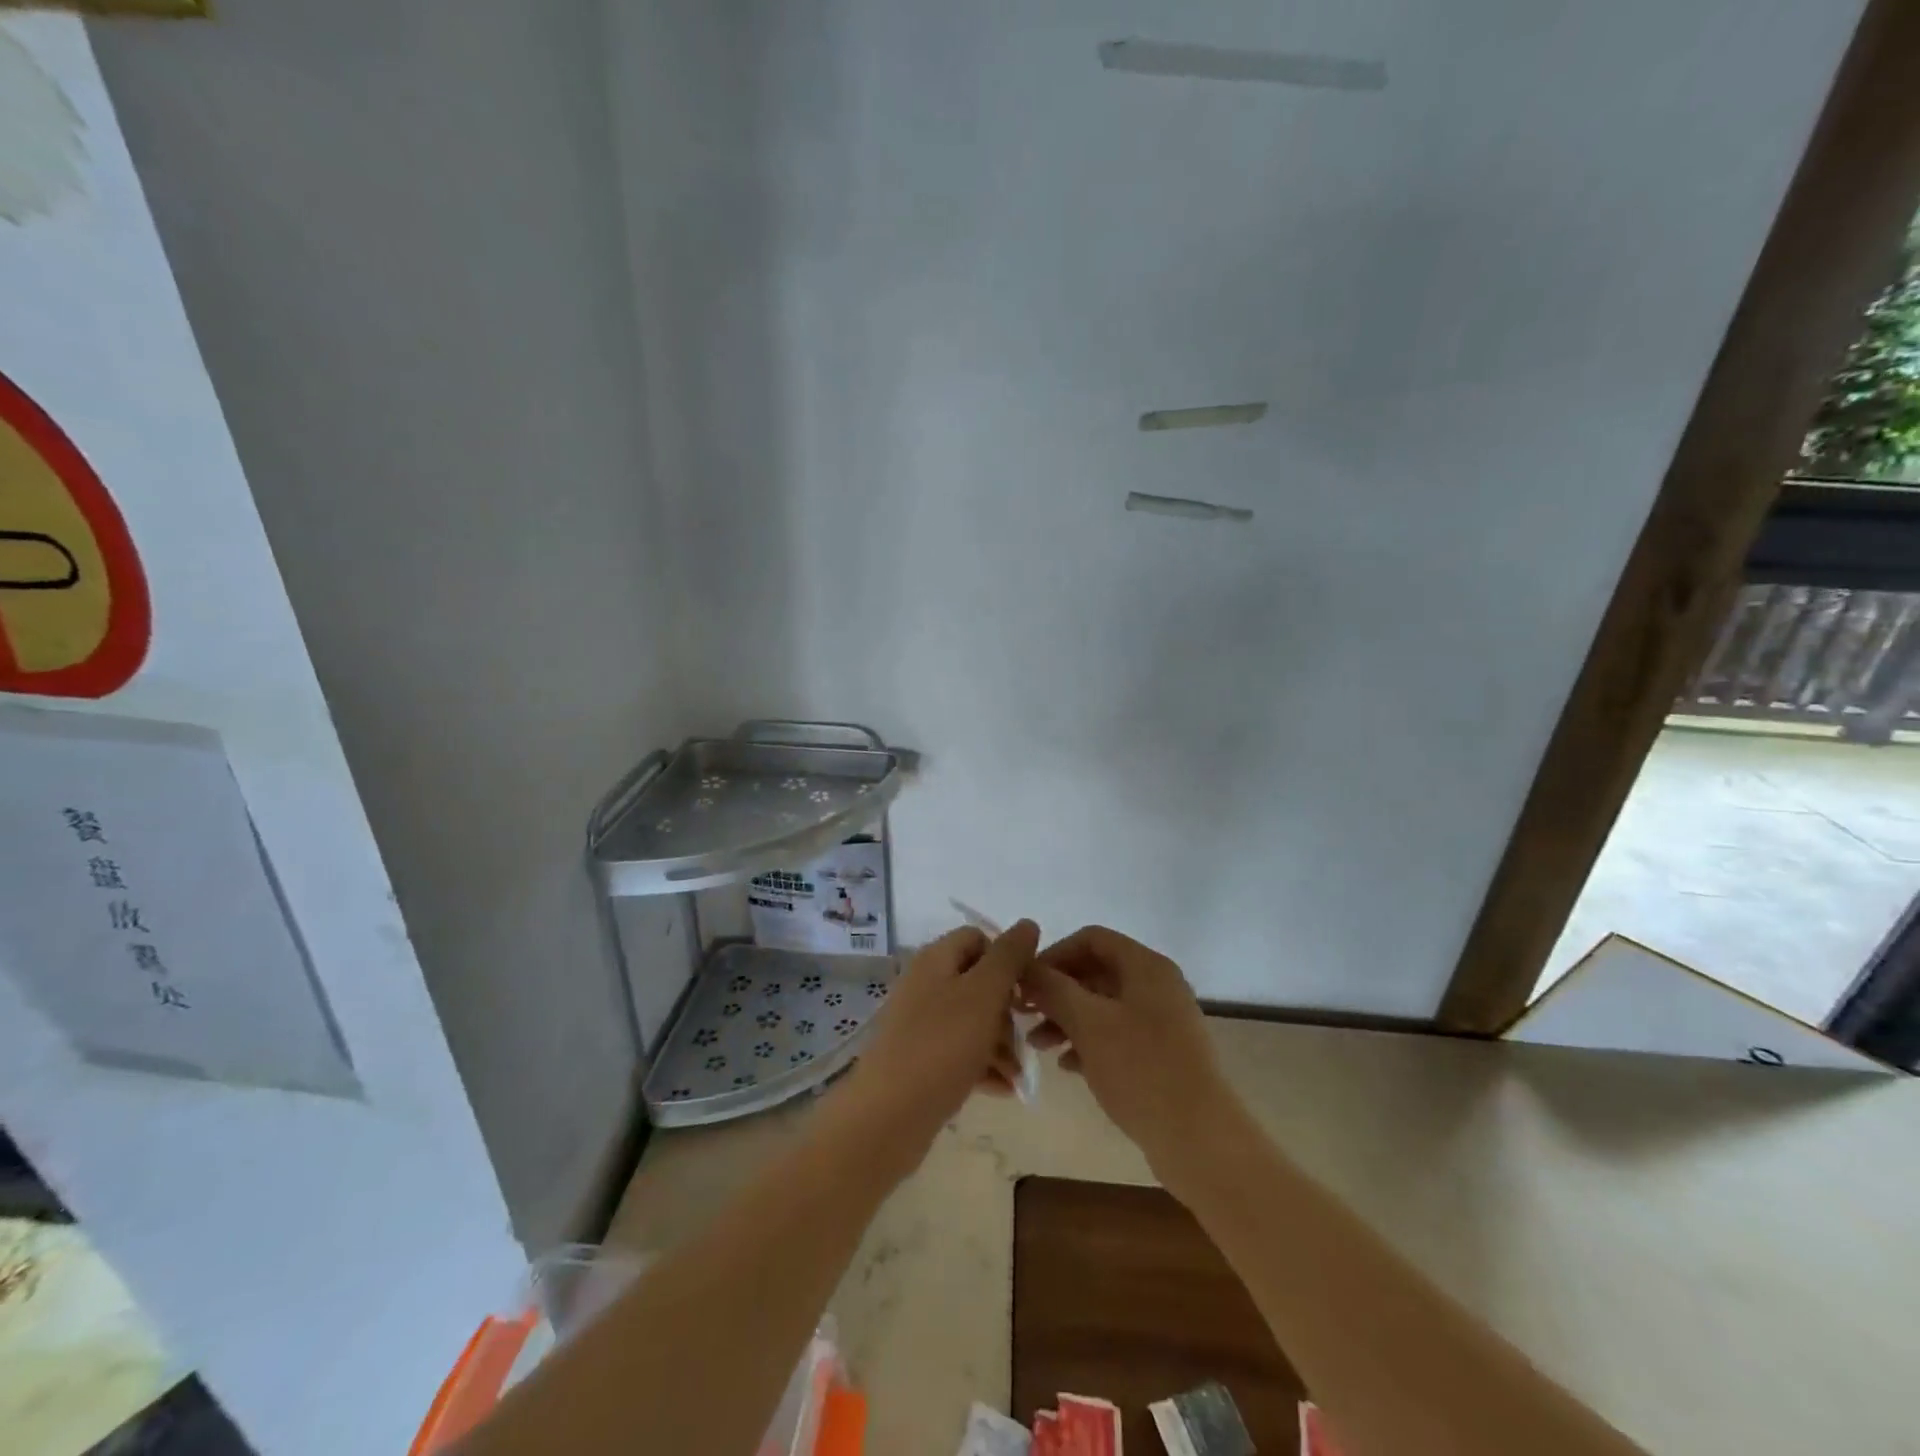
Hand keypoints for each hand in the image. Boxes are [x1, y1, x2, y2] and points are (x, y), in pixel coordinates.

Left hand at [831, 921, 1036, 1182]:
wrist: (887, 1116)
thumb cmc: (941, 1045)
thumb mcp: (984, 993)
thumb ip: (1008, 956)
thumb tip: (1028, 923)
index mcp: (936, 959)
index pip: (978, 938)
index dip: (1005, 959)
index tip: (1025, 990)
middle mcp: (925, 984)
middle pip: (978, 982)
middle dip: (1008, 1009)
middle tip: (1025, 1037)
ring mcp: (920, 1023)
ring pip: (973, 1020)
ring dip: (1001, 1042)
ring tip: (1018, 1074)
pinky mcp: (920, 1059)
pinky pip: (960, 1052)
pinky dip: (984, 1065)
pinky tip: (1004, 1089)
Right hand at [1023, 926, 1238, 1183]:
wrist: (1200, 1139)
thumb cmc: (1141, 1070)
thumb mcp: (1088, 1023)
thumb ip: (1053, 989)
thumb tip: (1026, 968)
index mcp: (1146, 966)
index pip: (1091, 939)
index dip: (1054, 955)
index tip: (1025, 983)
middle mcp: (1157, 985)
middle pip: (1096, 971)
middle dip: (1057, 991)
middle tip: (1023, 1014)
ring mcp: (1162, 1021)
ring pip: (1103, 1006)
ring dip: (1067, 1019)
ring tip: (1038, 1045)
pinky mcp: (1162, 1054)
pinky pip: (1116, 1034)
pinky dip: (1088, 1042)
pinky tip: (1067, 1066)